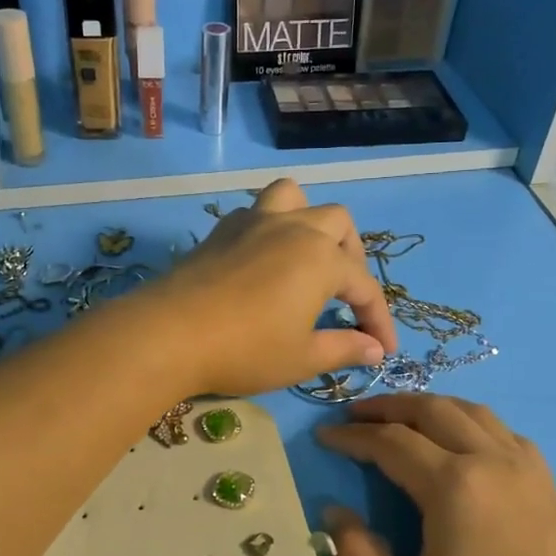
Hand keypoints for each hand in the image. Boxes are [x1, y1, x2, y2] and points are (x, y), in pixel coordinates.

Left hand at [140, 179, 397, 396]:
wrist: (170, 333)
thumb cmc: (245, 349)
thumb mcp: (301, 358)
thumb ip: (343, 348)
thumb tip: (374, 349)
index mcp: (322, 259)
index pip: (364, 287)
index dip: (379, 320)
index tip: (386, 350)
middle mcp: (294, 228)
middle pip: (338, 224)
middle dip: (353, 257)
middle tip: (345, 296)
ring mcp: (254, 222)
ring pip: (295, 197)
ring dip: (311, 221)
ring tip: (308, 255)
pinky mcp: (222, 230)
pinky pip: (258, 211)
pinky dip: (272, 227)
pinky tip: (264, 260)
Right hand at [317, 394, 555, 555]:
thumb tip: (333, 513)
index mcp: (454, 486)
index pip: (390, 442)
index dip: (351, 436)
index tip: (323, 437)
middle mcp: (492, 461)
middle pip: (432, 409)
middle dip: (388, 406)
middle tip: (355, 414)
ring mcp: (528, 471)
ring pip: (472, 412)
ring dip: (430, 406)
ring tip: (403, 418)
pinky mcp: (552, 488)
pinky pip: (503, 432)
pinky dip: (470, 421)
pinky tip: (465, 443)